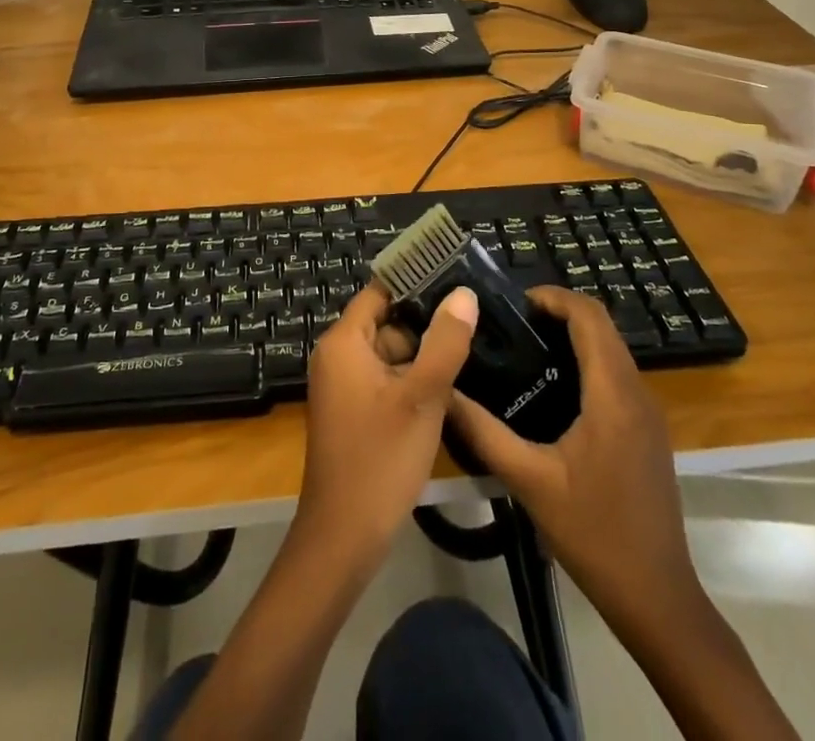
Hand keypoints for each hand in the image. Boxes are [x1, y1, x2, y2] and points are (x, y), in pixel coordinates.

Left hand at [294, 281, 479, 569]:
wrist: (343, 538)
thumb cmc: (380, 459)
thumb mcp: (422, 397)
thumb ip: (445, 342)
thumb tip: (463, 294)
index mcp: (344, 341)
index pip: (380, 292)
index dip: (416, 282)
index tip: (457, 277)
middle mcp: (338, 356)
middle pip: (387, 323)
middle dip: (427, 323)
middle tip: (476, 318)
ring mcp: (344, 386)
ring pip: (390, 354)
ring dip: (424, 355)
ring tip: (473, 348)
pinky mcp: (354, 411)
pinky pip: (386, 379)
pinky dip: (413, 380)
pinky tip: (451, 387)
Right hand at [446, 286, 701, 627]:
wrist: (657, 598)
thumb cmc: (594, 534)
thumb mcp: (529, 482)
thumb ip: (483, 432)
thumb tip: (443, 392)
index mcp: (613, 395)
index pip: (590, 317)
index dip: (554, 297)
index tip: (514, 302)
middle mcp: (637, 393)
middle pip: (603, 327)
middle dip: (559, 312)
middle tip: (512, 323)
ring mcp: (648, 414)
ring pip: (612, 350)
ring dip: (574, 335)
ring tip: (525, 347)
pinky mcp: (648, 432)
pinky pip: (617, 375)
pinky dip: (587, 361)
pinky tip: (553, 388)